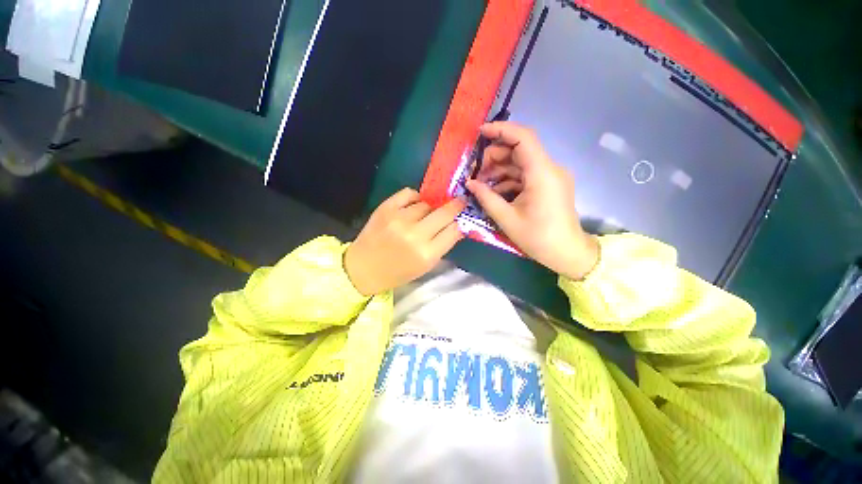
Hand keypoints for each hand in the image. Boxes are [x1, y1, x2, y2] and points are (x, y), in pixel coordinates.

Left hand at [344, 188, 465, 295]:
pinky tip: (413, 205)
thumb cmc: (397, 272)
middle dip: (455, 206)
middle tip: (459, 202)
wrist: (363, 268)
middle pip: (444, 213)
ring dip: (430, 207)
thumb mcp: (425, 266)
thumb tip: (457, 225)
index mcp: (426, 254)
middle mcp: (415, 235)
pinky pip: (409, 193)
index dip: (460, 222)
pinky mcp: (385, 208)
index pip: (454, 230)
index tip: (463, 216)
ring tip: (425, 214)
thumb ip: (442, 245)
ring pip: (427, 203)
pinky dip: (415, 198)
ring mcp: (399, 219)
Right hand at [466, 122, 598, 279]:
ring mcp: (550, 176)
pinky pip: (526, 175)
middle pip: (519, 150)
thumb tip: (469, 183)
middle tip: (475, 172)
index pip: (523, 138)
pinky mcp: (549, 184)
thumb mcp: (506, 219)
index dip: (501, 130)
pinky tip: (494, 191)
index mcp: (542, 174)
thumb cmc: (538, 238)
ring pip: (521, 163)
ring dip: (499, 170)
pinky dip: (509, 179)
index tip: (480, 133)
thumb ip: (486, 197)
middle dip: (494, 156)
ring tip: (481, 184)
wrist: (567, 252)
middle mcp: (550, 169)